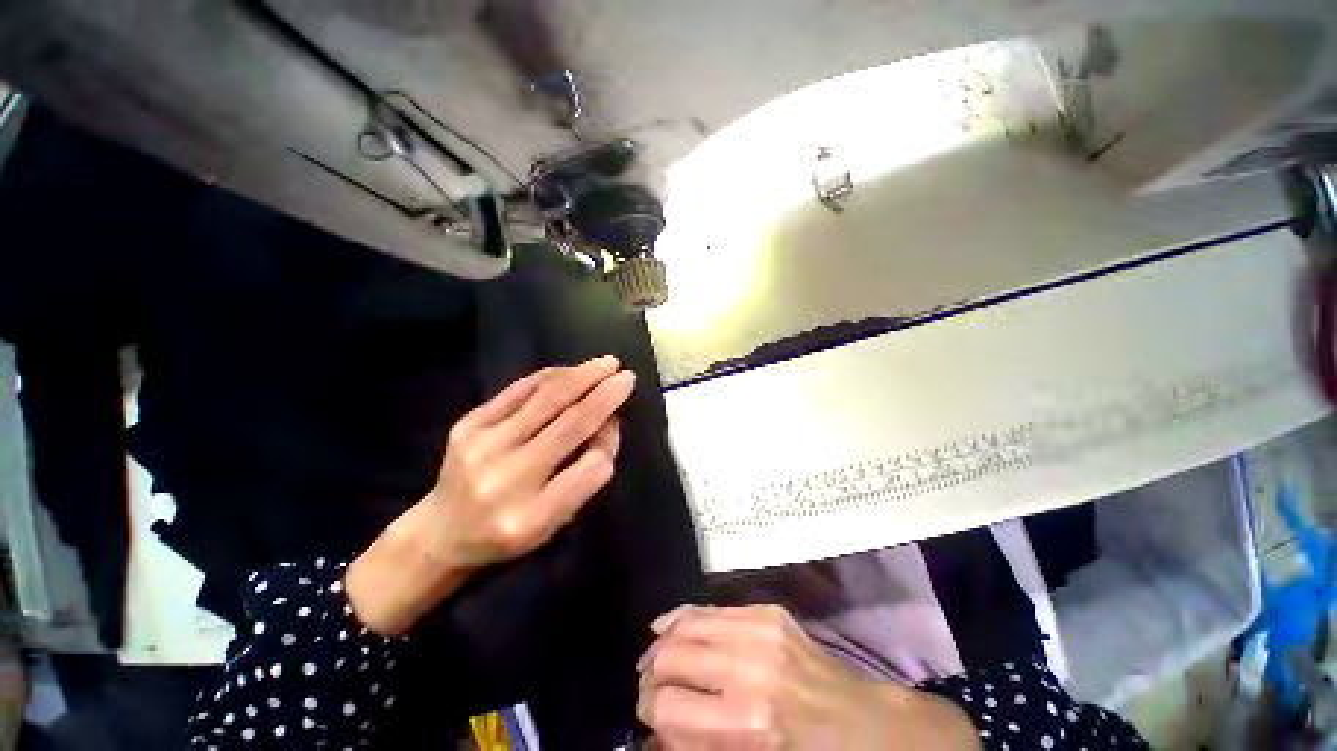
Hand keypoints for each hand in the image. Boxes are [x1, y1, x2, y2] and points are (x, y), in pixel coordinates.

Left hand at [426, 355, 633, 567]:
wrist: (441, 532)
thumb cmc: (508, 533)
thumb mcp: (554, 524)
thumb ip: (585, 477)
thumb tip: (607, 423)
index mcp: (532, 518)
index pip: (591, 469)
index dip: (610, 441)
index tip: (617, 425)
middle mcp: (506, 480)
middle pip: (570, 424)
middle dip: (605, 395)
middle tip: (628, 376)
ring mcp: (482, 447)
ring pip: (547, 398)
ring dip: (583, 376)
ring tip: (608, 363)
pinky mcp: (467, 424)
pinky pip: (520, 389)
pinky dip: (552, 376)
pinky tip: (572, 370)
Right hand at [637, 605, 980, 750]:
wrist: (862, 723)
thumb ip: (696, 747)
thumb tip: (654, 731)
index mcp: (749, 724)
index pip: (667, 707)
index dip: (648, 712)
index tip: (648, 717)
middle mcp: (750, 668)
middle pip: (670, 657)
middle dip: (650, 675)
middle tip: (649, 687)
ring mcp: (760, 630)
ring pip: (685, 623)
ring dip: (663, 643)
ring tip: (657, 657)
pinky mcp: (767, 611)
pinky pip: (710, 608)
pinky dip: (684, 619)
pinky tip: (673, 628)